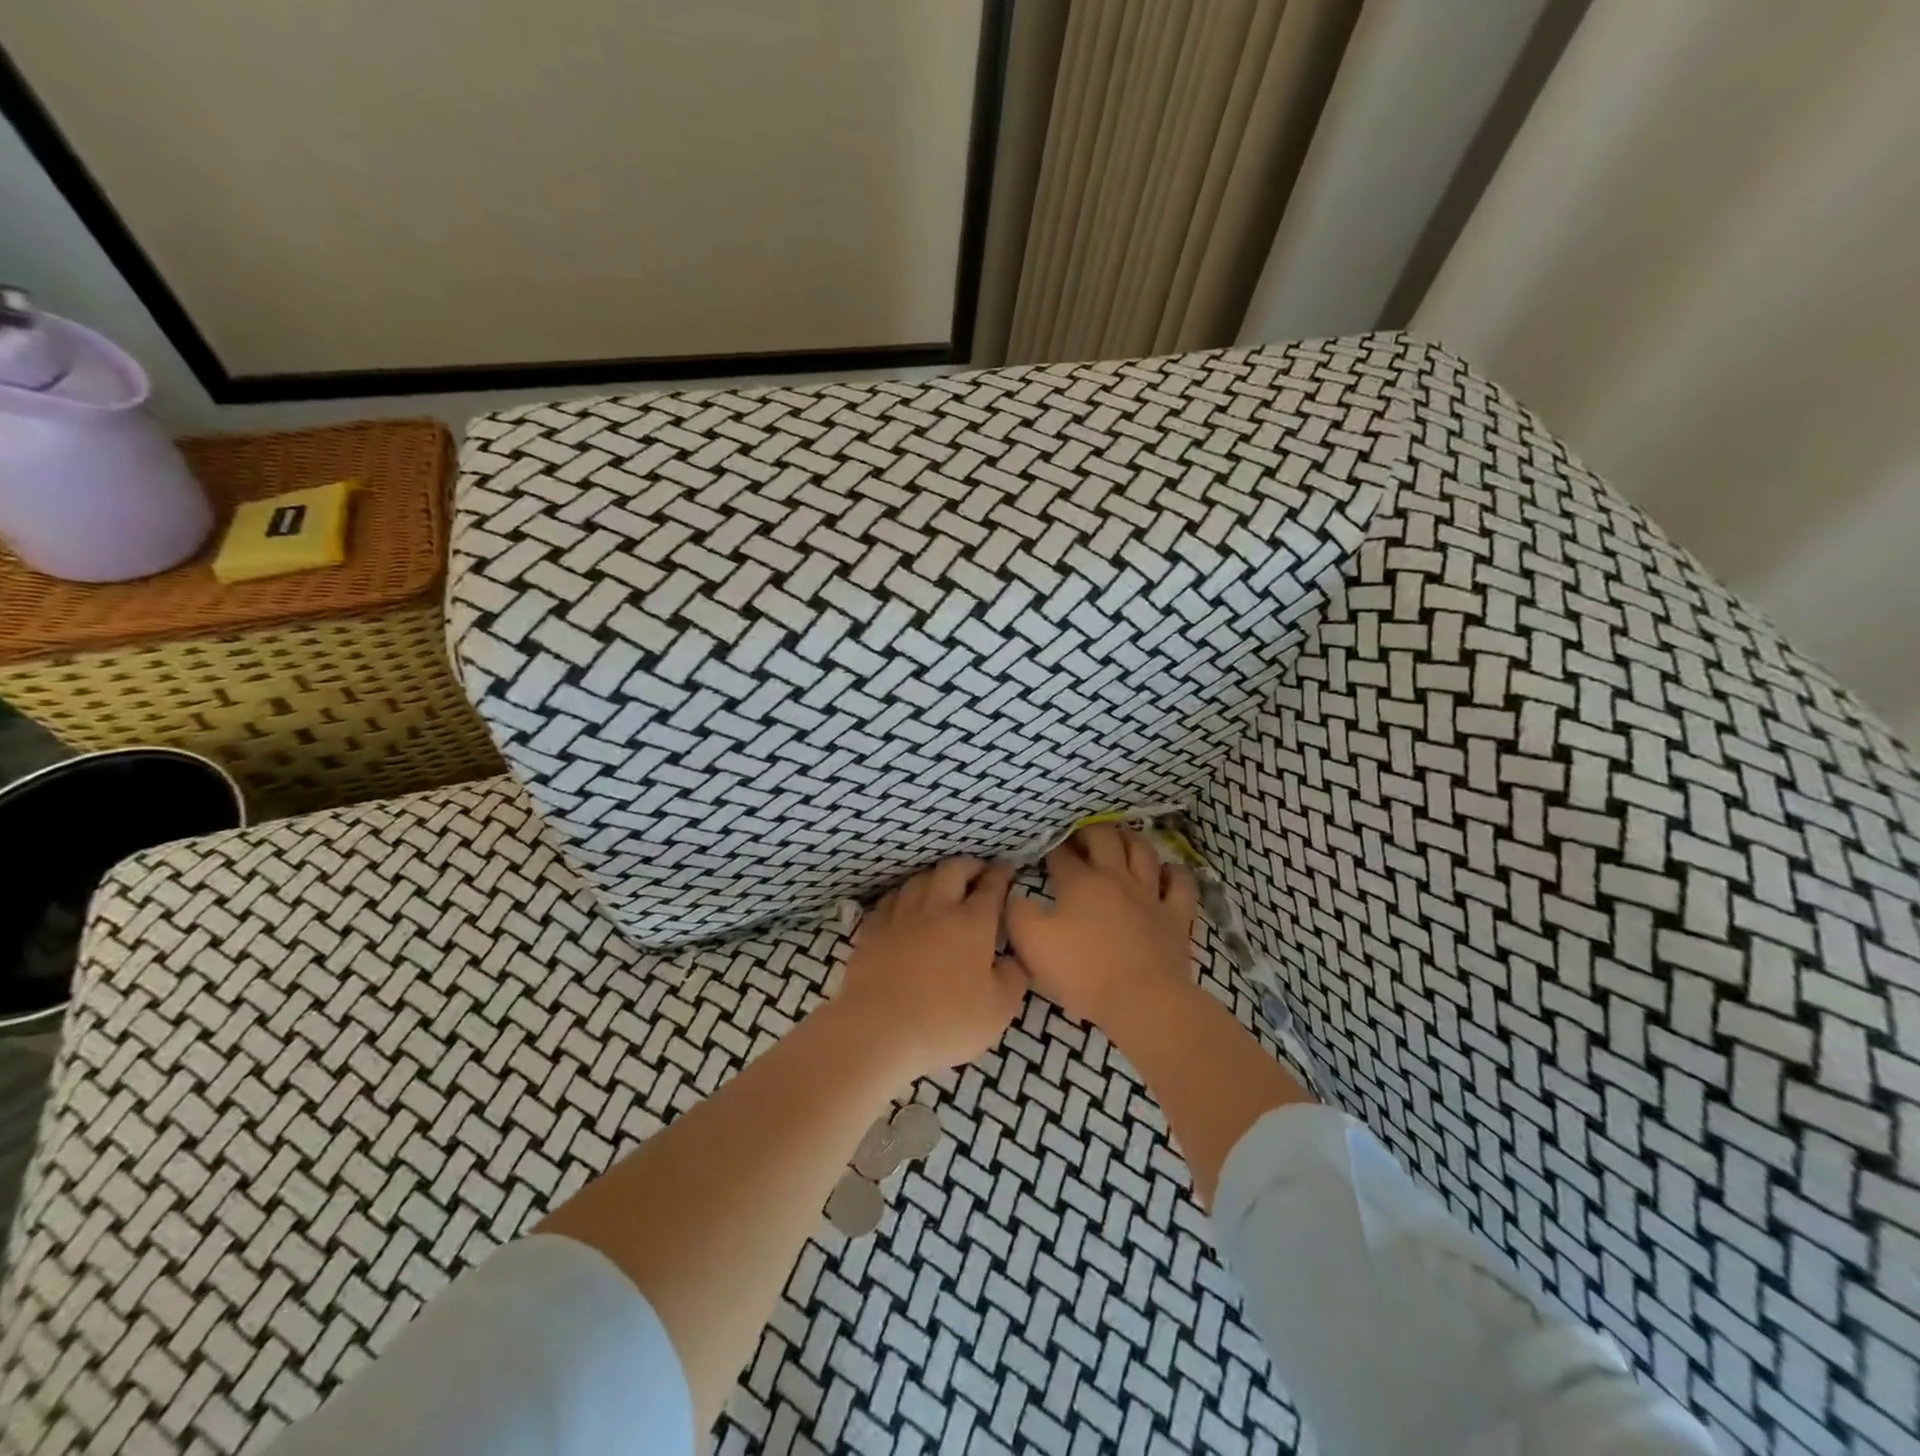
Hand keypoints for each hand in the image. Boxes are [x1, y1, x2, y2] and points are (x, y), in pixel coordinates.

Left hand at [836, 857, 1027, 1077]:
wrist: (879, 1030)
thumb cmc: (946, 1021)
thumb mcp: (999, 1009)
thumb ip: (1013, 977)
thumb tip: (1012, 958)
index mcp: (972, 923)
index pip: (991, 887)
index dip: (1001, 874)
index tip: (1007, 867)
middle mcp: (936, 909)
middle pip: (952, 870)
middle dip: (969, 865)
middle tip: (978, 871)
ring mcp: (900, 917)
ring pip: (918, 880)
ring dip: (934, 876)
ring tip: (942, 883)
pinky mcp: (872, 931)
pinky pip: (889, 901)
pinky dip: (903, 896)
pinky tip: (903, 904)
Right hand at [1005, 824, 1197, 1028]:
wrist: (1143, 1000)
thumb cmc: (1083, 972)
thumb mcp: (1031, 943)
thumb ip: (1016, 913)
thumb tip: (1014, 895)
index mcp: (1080, 882)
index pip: (1062, 854)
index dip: (1051, 849)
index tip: (1044, 852)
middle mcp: (1116, 877)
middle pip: (1104, 838)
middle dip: (1088, 832)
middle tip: (1078, 838)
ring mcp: (1150, 894)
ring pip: (1142, 850)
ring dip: (1129, 839)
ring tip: (1119, 840)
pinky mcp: (1176, 916)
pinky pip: (1180, 883)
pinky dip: (1173, 872)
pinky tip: (1166, 871)